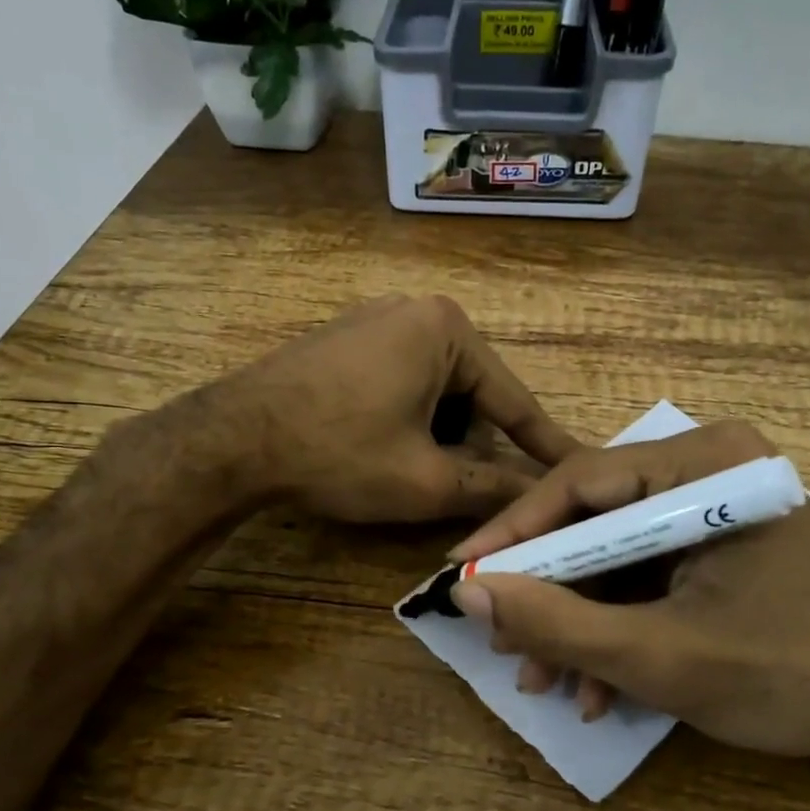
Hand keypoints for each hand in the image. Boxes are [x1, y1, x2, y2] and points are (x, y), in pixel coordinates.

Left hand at [215, 295, 581, 523]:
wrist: (232, 439)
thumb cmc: (339, 452)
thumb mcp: (425, 480)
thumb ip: (491, 488)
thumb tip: (538, 498)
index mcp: (446, 330)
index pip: (513, 400)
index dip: (544, 446)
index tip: (578, 470)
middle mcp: (415, 312)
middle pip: (471, 395)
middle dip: (466, 445)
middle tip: (446, 488)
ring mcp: (374, 321)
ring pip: (434, 392)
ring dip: (433, 436)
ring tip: (403, 472)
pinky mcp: (344, 340)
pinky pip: (399, 382)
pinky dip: (404, 420)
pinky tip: (375, 448)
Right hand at [446, 422, 809, 786]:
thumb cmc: (788, 677)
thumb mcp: (658, 657)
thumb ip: (557, 624)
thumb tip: (466, 595)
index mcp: (709, 466)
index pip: (583, 482)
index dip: (514, 532)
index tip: (460, 574)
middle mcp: (711, 468)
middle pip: (595, 519)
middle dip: (547, 590)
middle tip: (499, 637)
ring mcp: (717, 506)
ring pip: (615, 554)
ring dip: (577, 619)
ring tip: (541, 678)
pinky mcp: (720, 544)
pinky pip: (647, 573)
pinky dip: (617, 624)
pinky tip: (596, 685)